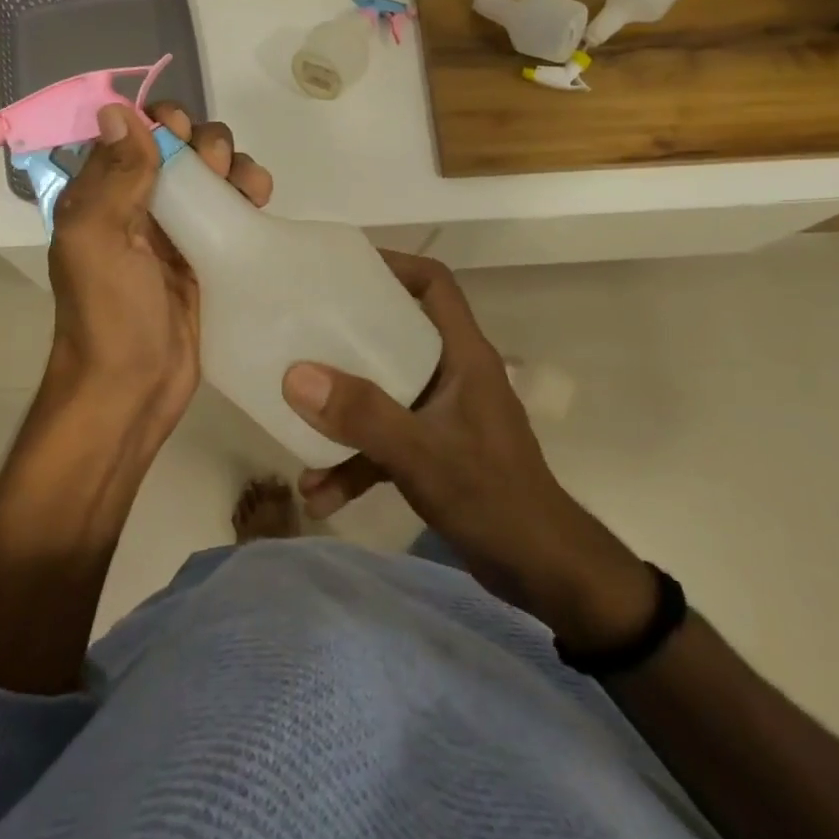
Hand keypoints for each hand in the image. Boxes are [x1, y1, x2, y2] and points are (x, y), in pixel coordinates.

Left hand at [44, 101, 271, 438]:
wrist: (133, 390)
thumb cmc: (110, 313)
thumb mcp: (98, 239)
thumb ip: (113, 175)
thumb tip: (115, 109)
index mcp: (100, 194)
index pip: (131, 133)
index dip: (159, 121)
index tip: (180, 132)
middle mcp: (136, 204)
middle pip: (178, 148)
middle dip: (203, 143)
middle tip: (216, 167)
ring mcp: (175, 230)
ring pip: (210, 174)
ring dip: (233, 164)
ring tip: (248, 187)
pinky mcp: (208, 255)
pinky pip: (231, 209)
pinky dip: (247, 193)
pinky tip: (260, 201)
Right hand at [281, 251, 655, 648]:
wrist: (544, 573)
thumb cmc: (493, 497)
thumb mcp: (421, 453)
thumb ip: (362, 414)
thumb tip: (296, 374)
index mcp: (464, 356)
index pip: (435, 285)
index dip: (394, 265)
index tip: (343, 269)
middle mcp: (453, 376)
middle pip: (396, 335)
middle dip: (347, 339)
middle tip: (302, 334)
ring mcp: (443, 416)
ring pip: (384, 395)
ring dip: (343, 417)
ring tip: (294, 430)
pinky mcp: (435, 452)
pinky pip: (386, 442)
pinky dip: (355, 462)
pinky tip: (320, 496)